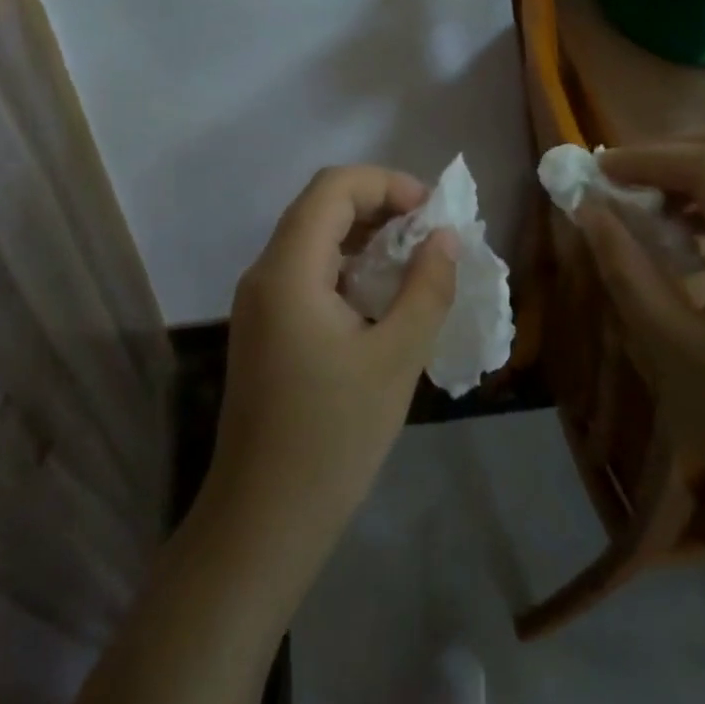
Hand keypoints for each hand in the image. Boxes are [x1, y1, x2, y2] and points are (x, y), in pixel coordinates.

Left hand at [206, 166, 458, 565]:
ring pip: (313, 238)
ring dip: (364, 236)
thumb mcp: (396, 359)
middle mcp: (265, 273)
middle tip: (430, 234)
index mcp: (288, 270)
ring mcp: (260, 302)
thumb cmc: (333, 438)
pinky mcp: (265, 327)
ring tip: (415, 262)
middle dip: (379, 206)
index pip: (333, 187)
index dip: (386, 184)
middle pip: (320, 206)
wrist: (264, 519)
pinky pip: (307, 272)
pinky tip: (382, 296)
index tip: (432, 213)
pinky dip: (347, 266)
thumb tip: (444, 237)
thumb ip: (426, 289)